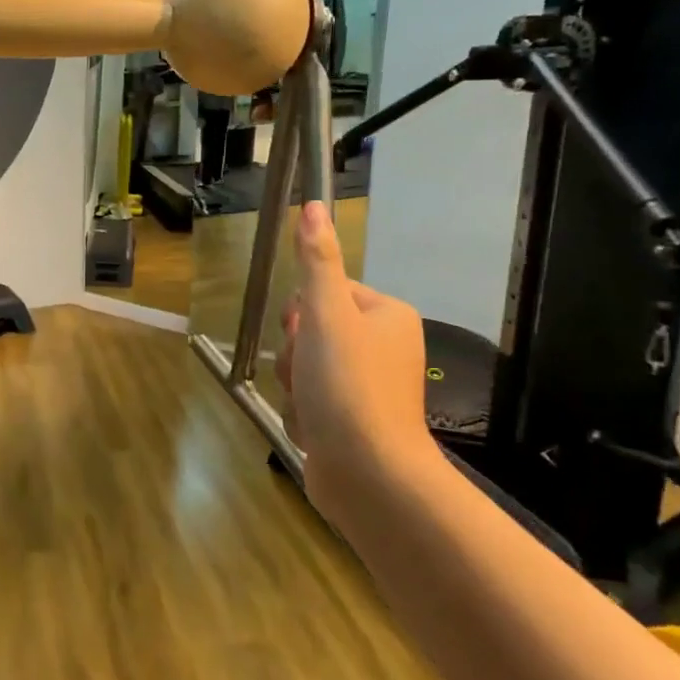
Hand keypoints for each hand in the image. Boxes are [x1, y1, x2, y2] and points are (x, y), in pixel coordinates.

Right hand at [276, 201, 429, 468]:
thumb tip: (314, 206)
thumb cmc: (348, 385)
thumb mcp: (326, 315)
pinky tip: (313, 429)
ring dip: (294, 386)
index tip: (305, 333)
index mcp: (385, 315)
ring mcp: (366, 387)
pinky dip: (303, 414)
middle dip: (296, 355)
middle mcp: (381, 347)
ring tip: (310, 406)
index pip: (324, 293)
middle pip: (309, 332)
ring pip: (303, 369)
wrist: (369, 474)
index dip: (303, 313)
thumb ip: (316, 261)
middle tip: (307, 372)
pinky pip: (309, 402)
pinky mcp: (351, 421)